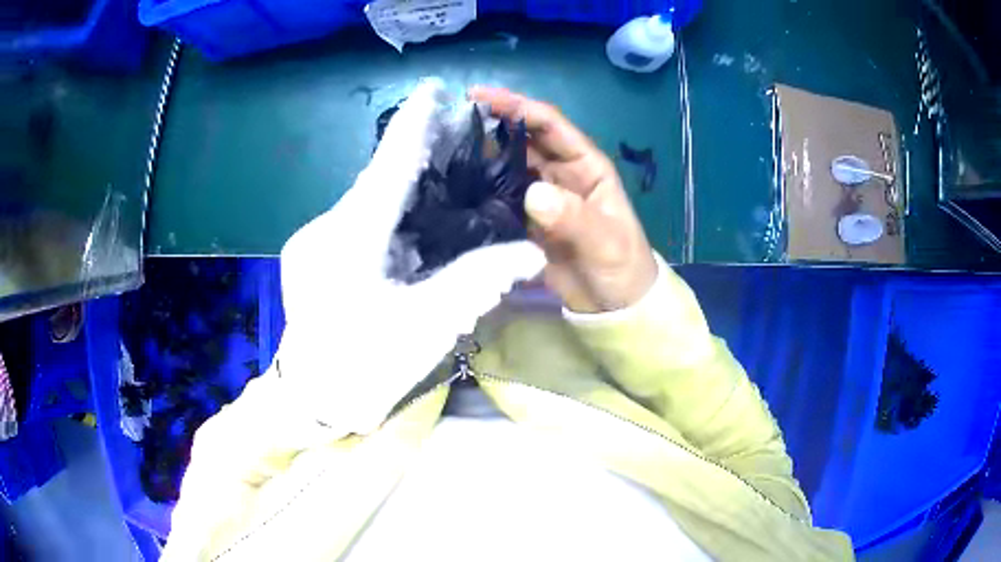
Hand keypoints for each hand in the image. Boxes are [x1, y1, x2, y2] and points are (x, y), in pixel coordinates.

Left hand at [278, 80, 544, 434]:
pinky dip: (385, 216)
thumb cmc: (365, 369)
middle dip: (414, 156)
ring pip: (366, 203)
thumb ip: (477, 280)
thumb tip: (531, 251)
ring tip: (440, 176)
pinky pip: (354, 223)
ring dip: (402, 190)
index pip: (387, 167)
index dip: (413, 125)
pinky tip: (410, 223)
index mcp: (347, 240)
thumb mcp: (426, 327)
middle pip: (377, 182)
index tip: (434, 89)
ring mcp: (311, 241)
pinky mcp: (310, 255)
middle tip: (454, 135)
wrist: (312, 401)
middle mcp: (323, 229)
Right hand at [469, 87, 657, 312]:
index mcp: (584, 165)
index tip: (478, 97)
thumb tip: (532, 193)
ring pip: (506, 167)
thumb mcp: (605, 241)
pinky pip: (499, 198)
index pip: (549, 124)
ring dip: (480, 157)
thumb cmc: (621, 266)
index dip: (516, 106)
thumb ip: (573, 217)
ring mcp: (539, 197)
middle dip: (490, 126)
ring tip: (442, 151)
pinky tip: (455, 188)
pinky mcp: (525, 222)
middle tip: (449, 122)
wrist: (614, 307)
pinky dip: (480, 192)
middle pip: (521, 140)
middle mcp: (558, 173)